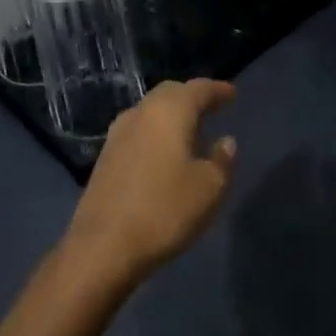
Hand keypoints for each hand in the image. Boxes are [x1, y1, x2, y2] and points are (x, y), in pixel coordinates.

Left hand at [62, 79, 238, 289]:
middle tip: (211, 108)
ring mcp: (118, 134)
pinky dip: (155, 132)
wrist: (103, 246)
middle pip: (170, 93)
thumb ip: (222, 160)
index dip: (218, 90)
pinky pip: (138, 131)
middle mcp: (141, 113)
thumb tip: (225, 141)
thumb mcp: (209, 188)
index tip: (232, 94)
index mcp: (169, 112)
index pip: (198, 89)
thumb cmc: (164, 210)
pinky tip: (164, 153)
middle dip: (192, 97)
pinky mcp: (105, 157)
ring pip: (150, 111)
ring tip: (190, 131)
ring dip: (171, 115)